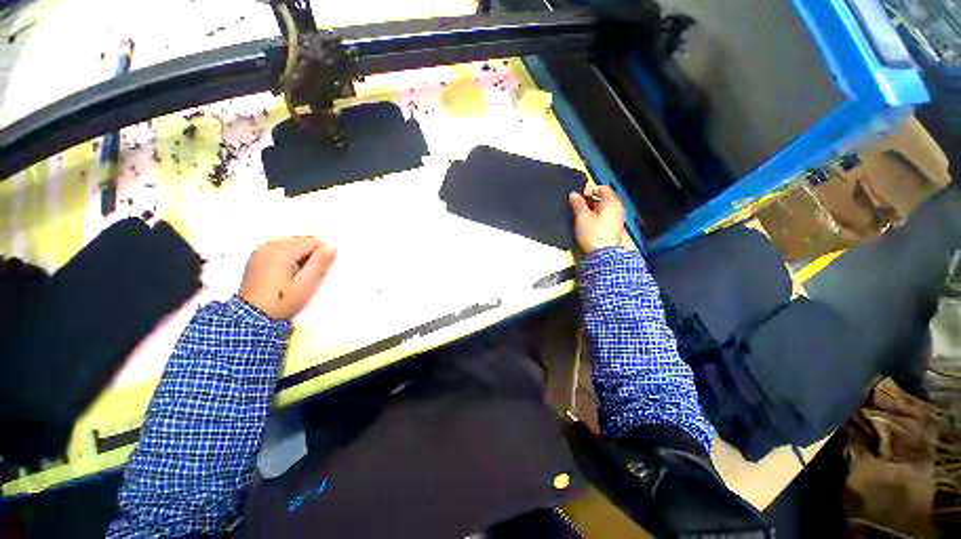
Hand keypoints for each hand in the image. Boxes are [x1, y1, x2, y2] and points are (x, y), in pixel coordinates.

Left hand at [239, 237, 336, 319]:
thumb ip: (320, 262)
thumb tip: (332, 246)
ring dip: (300, 257)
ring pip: (292, 245)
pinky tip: (286, 275)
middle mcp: (269, 246)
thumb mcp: (307, 284)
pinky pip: (280, 250)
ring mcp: (260, 251)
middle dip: (310, 255)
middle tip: (308, 276)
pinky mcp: (256, 258)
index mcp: (281, 250)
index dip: (321, 256)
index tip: (318, 273)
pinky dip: (288, 258)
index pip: (313, 241)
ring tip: (296, 277)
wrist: (253, 319)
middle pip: (302, 241)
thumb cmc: (283, 302)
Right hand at [569, 185, 624, 253]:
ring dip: (592, 208)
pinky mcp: (613, 228)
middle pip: (604, 198)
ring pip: (604, 208)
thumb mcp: (582, 217)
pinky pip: (605, 216)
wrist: (603, 255)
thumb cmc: (593, 233)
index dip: (590, 189)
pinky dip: (596, 216)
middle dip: (590, 199)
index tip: (579, 195)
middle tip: (578, 204)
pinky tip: (586, 222)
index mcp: (612, 203)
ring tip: (580, 214)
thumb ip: (577, 203)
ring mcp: (617, 219)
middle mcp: (617, 209)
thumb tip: (573, 194)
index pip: (603, 188)